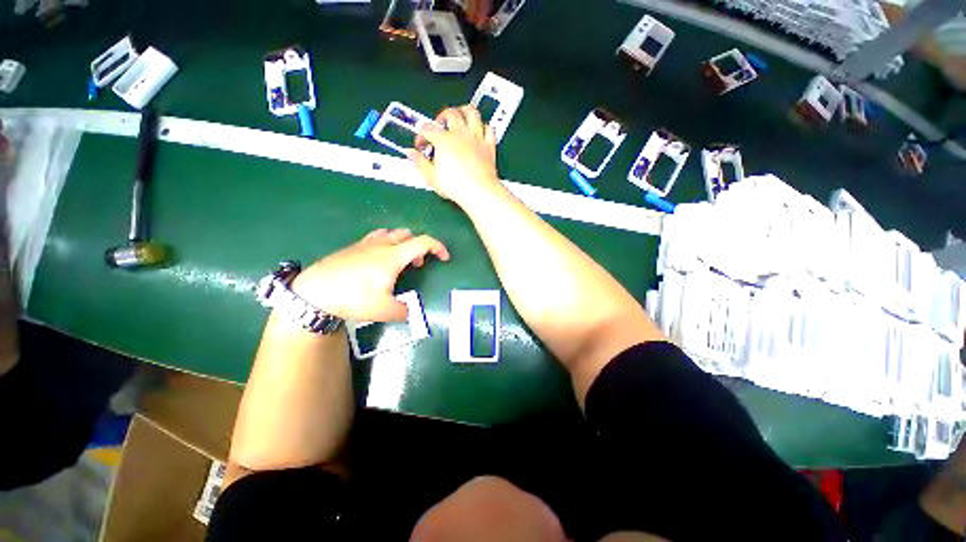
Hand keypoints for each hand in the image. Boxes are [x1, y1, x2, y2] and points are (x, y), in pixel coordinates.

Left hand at [291, 229, 449, 321]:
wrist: (313, 291)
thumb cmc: (353, 298)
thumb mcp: (383, 310)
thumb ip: (403, 311)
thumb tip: (409, 311)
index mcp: (394, 256)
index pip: (423, 242)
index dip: (438, 248)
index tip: (445, 259)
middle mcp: (382, 245)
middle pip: (408, 235)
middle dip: (419, 247)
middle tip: (417, 265)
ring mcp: (365, 244)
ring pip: (392, 234)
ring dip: (402, 244)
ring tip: (400, 262)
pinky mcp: (352, 247)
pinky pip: (376, 238)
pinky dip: (386, 245)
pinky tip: (378, 262)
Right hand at [408, 105, 504, 207]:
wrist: (479, 192)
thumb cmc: (457, 186)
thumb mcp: (432, 177)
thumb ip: (420, 163)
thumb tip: (411, 154)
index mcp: (444, 140)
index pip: (427, 129)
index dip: (421, 136)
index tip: (421, 145)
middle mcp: (460, 134)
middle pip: (450, 113)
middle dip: (441, 116)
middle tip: (438, 126)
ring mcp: (476, 138)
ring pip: (472, 113)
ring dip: (464, 111)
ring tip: (459, 116)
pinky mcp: (489, 146)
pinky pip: (489, 129)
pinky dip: (483, 126)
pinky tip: (479, 130)